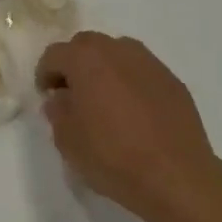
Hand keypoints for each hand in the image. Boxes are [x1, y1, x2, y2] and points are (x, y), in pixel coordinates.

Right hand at [35, 32, 221, 221]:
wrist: (176, 176)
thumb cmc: (113, 156)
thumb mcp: (68, 140)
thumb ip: (58, 111)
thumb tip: (62, 98)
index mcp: (86, 59)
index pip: (54, 54)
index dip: (45, 74)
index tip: (47, 96)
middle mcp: (117, 50)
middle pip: (86, 45)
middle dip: (75, 64)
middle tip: (73, 93)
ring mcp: (149, 62)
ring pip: (117, 52)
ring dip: (104, 68)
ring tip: (105, 100)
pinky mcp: (172, 80)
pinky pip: (141, 71)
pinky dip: (130, 82)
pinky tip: (134, 111)